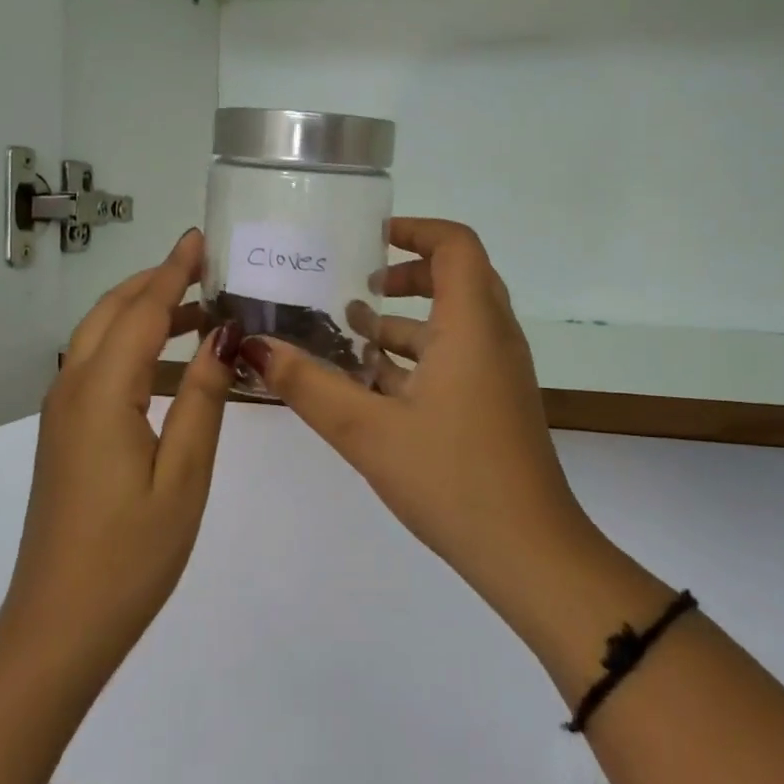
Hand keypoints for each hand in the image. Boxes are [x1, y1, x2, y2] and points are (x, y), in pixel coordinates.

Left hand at [3, 229, 243, 679]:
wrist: (58, 625)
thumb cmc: (131, 555)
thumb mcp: (184, 475)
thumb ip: (201, 399)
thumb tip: (222, 338)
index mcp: (101, 394)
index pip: (141, 311)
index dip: (173, 271)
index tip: (199, 238)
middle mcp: (72, 390)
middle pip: (111, 314)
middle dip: (156, 283)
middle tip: (205, 269)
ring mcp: (62, 414)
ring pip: (101, 341)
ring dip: (146, 318)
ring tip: (203, 318)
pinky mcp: (64, 436)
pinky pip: (98, 372)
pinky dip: (134, 353)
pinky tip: (173, 375)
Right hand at [238, 219, 596, 604]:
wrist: (529, 553)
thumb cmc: (452, 479)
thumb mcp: (367, 431)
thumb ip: (309, 386)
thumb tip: (254, 346)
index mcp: (472, 325)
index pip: (456, 244)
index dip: (414, 230)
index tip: (367, 240)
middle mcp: (493, 338)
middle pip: (456, 278)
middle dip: (405, 274)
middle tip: (355, 283)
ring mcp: (499, 373)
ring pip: (454, 323)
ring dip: (406, 320)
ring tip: (350, 331)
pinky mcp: (495, 404)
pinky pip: (457, 358)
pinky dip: (418, 356)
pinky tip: (372, 385)